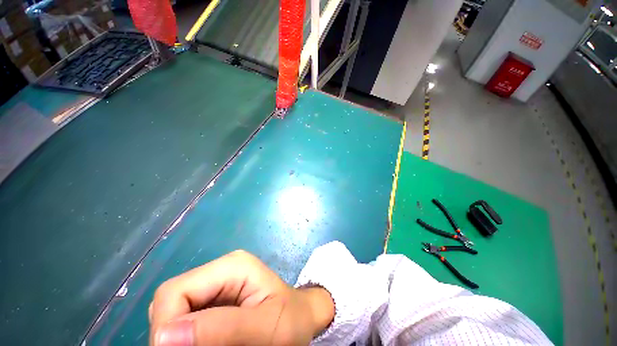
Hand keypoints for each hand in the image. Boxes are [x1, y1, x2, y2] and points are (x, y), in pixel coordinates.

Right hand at [149, 250, 334, 345]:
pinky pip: (186, 318)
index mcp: (231, 266)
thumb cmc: (291, 319)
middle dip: (172, 332)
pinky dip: (188, 336)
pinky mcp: (216, 298)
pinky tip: (206, 341)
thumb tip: (164, 336)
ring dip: (179, 336)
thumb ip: (221, 329)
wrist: (302, 316)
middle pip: (170, 300)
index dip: (166, 325)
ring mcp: (217, 284)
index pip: (174, 291)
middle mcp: (220, 270)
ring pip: (174, 311)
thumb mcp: (265, 327)